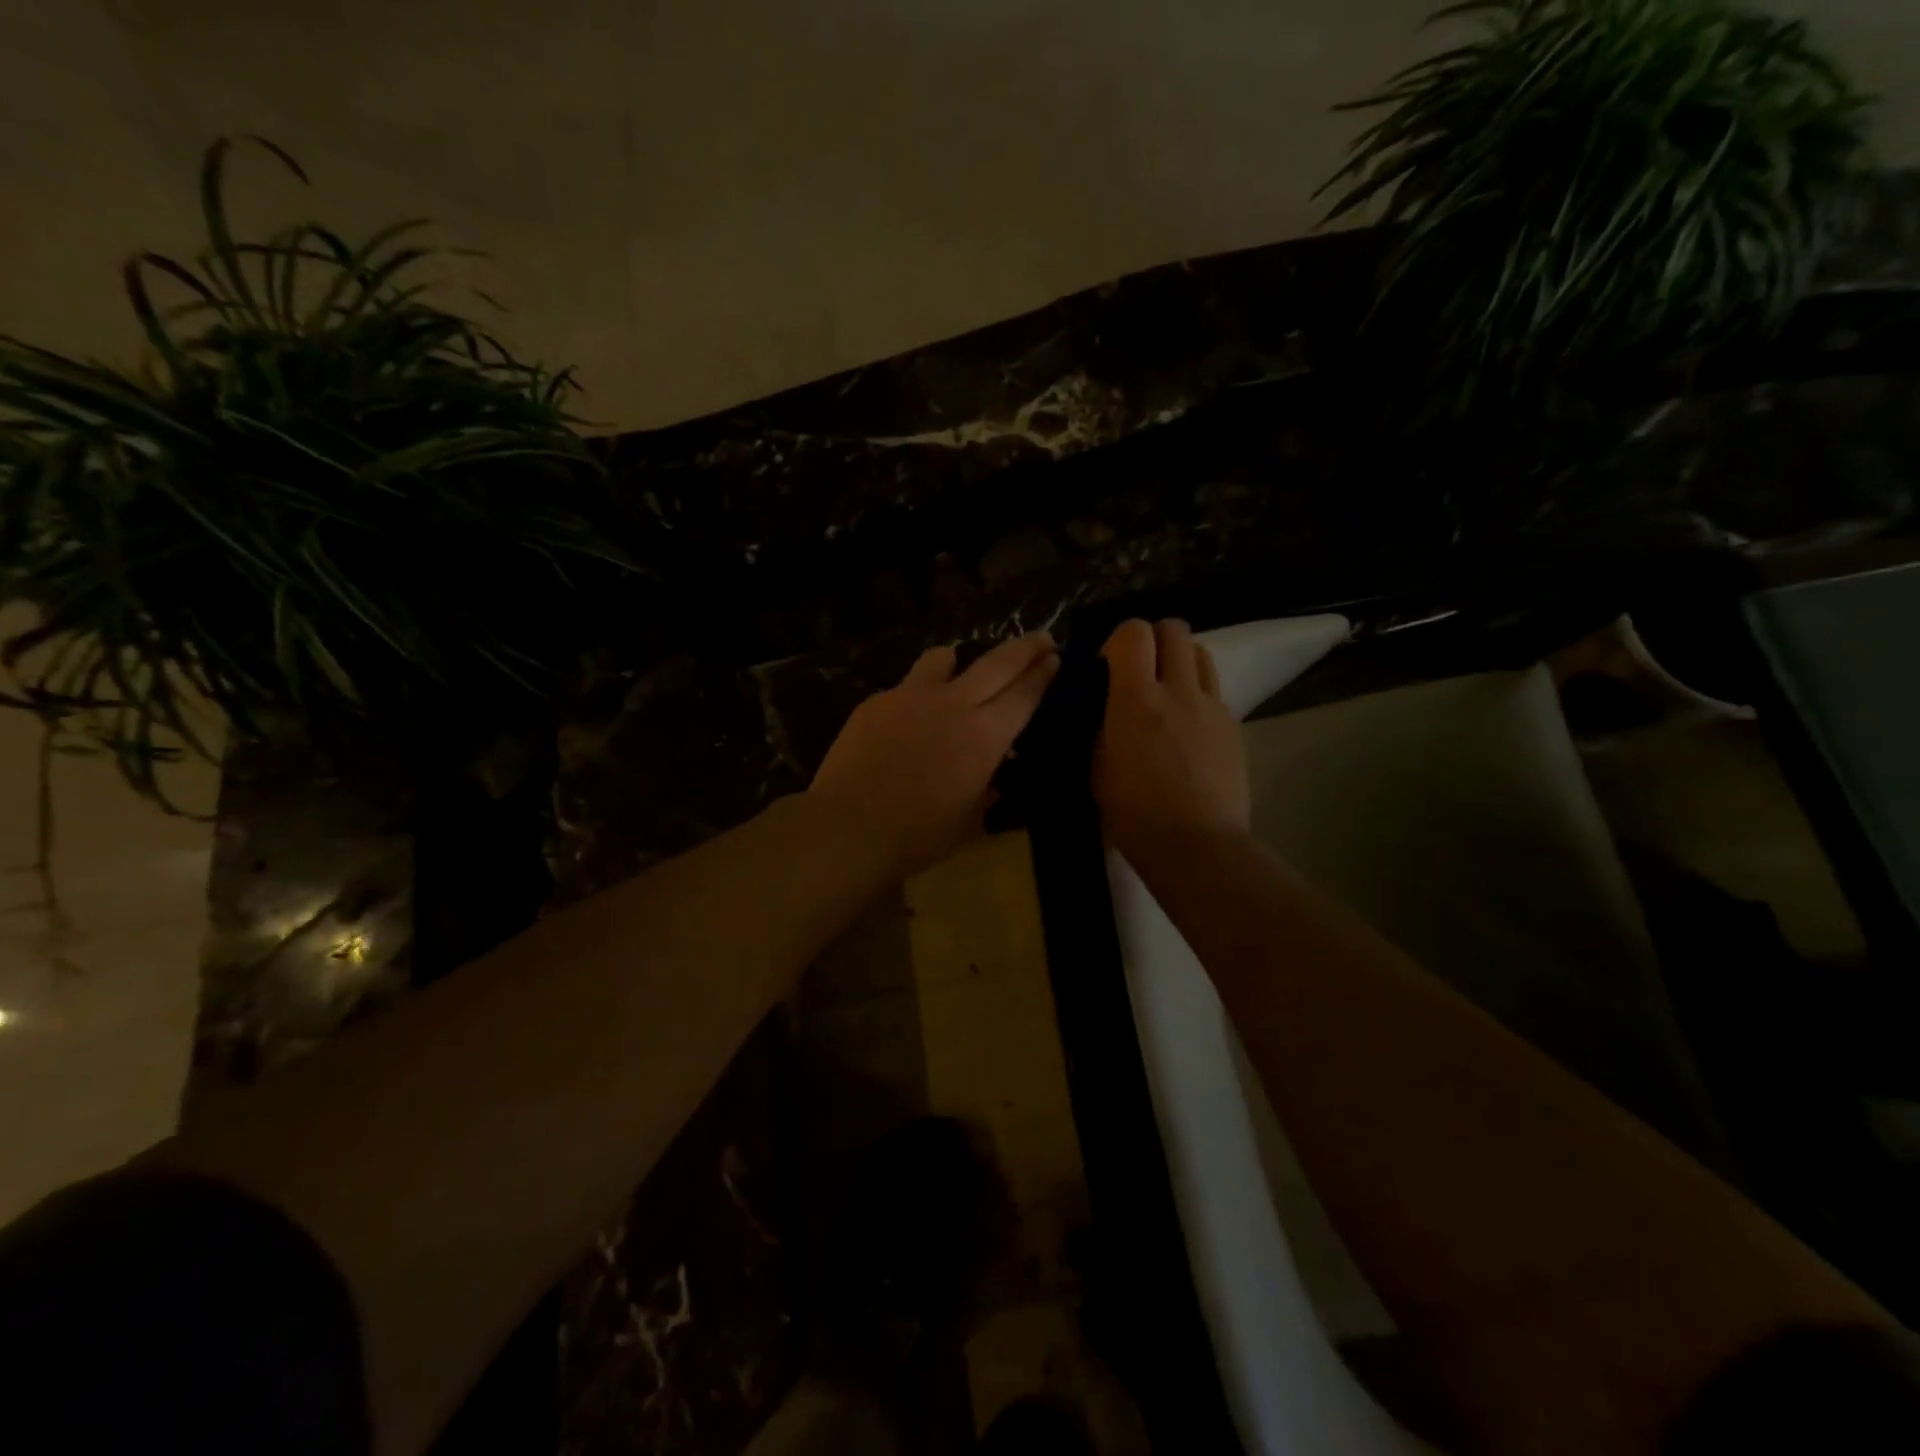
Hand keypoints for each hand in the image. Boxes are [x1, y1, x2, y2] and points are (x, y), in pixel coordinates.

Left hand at [809, 632, 1059, 878]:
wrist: (849, 826)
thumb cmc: (918, 835)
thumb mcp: (968, 820)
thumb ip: (986, 789)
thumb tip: (995, 775)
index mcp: (984, 737)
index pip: (1023, 695)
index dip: (1042, 675)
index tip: (1054, 658)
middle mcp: (954, 705)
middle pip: (997, 664)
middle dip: (1024, 648)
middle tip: (1041, 637)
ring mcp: (911, 697)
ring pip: (943, 659)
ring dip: (959, 660)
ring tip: (957, 666)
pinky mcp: (877, 701)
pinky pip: (905, 686)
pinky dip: (916, 694)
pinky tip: (906, 717)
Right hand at [1092, 619, 1249, 856]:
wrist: (1196, 845)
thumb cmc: (1134, 813)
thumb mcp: (1097, 767)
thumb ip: (1100, 725)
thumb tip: (1104, 706)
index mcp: (1136, 699)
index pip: (1134, 632)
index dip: (1118, 640)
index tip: (1107, 667)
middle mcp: (1179, 690)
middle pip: (1174, 629)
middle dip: (1153, 640)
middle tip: (1139, 671)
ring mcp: (1212, 706)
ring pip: (1201, 653)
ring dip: (1180, 661)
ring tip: (1167, 691)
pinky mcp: (1234, 726)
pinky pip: (1214, 691)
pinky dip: (1197, 695)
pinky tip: (1187, 728)